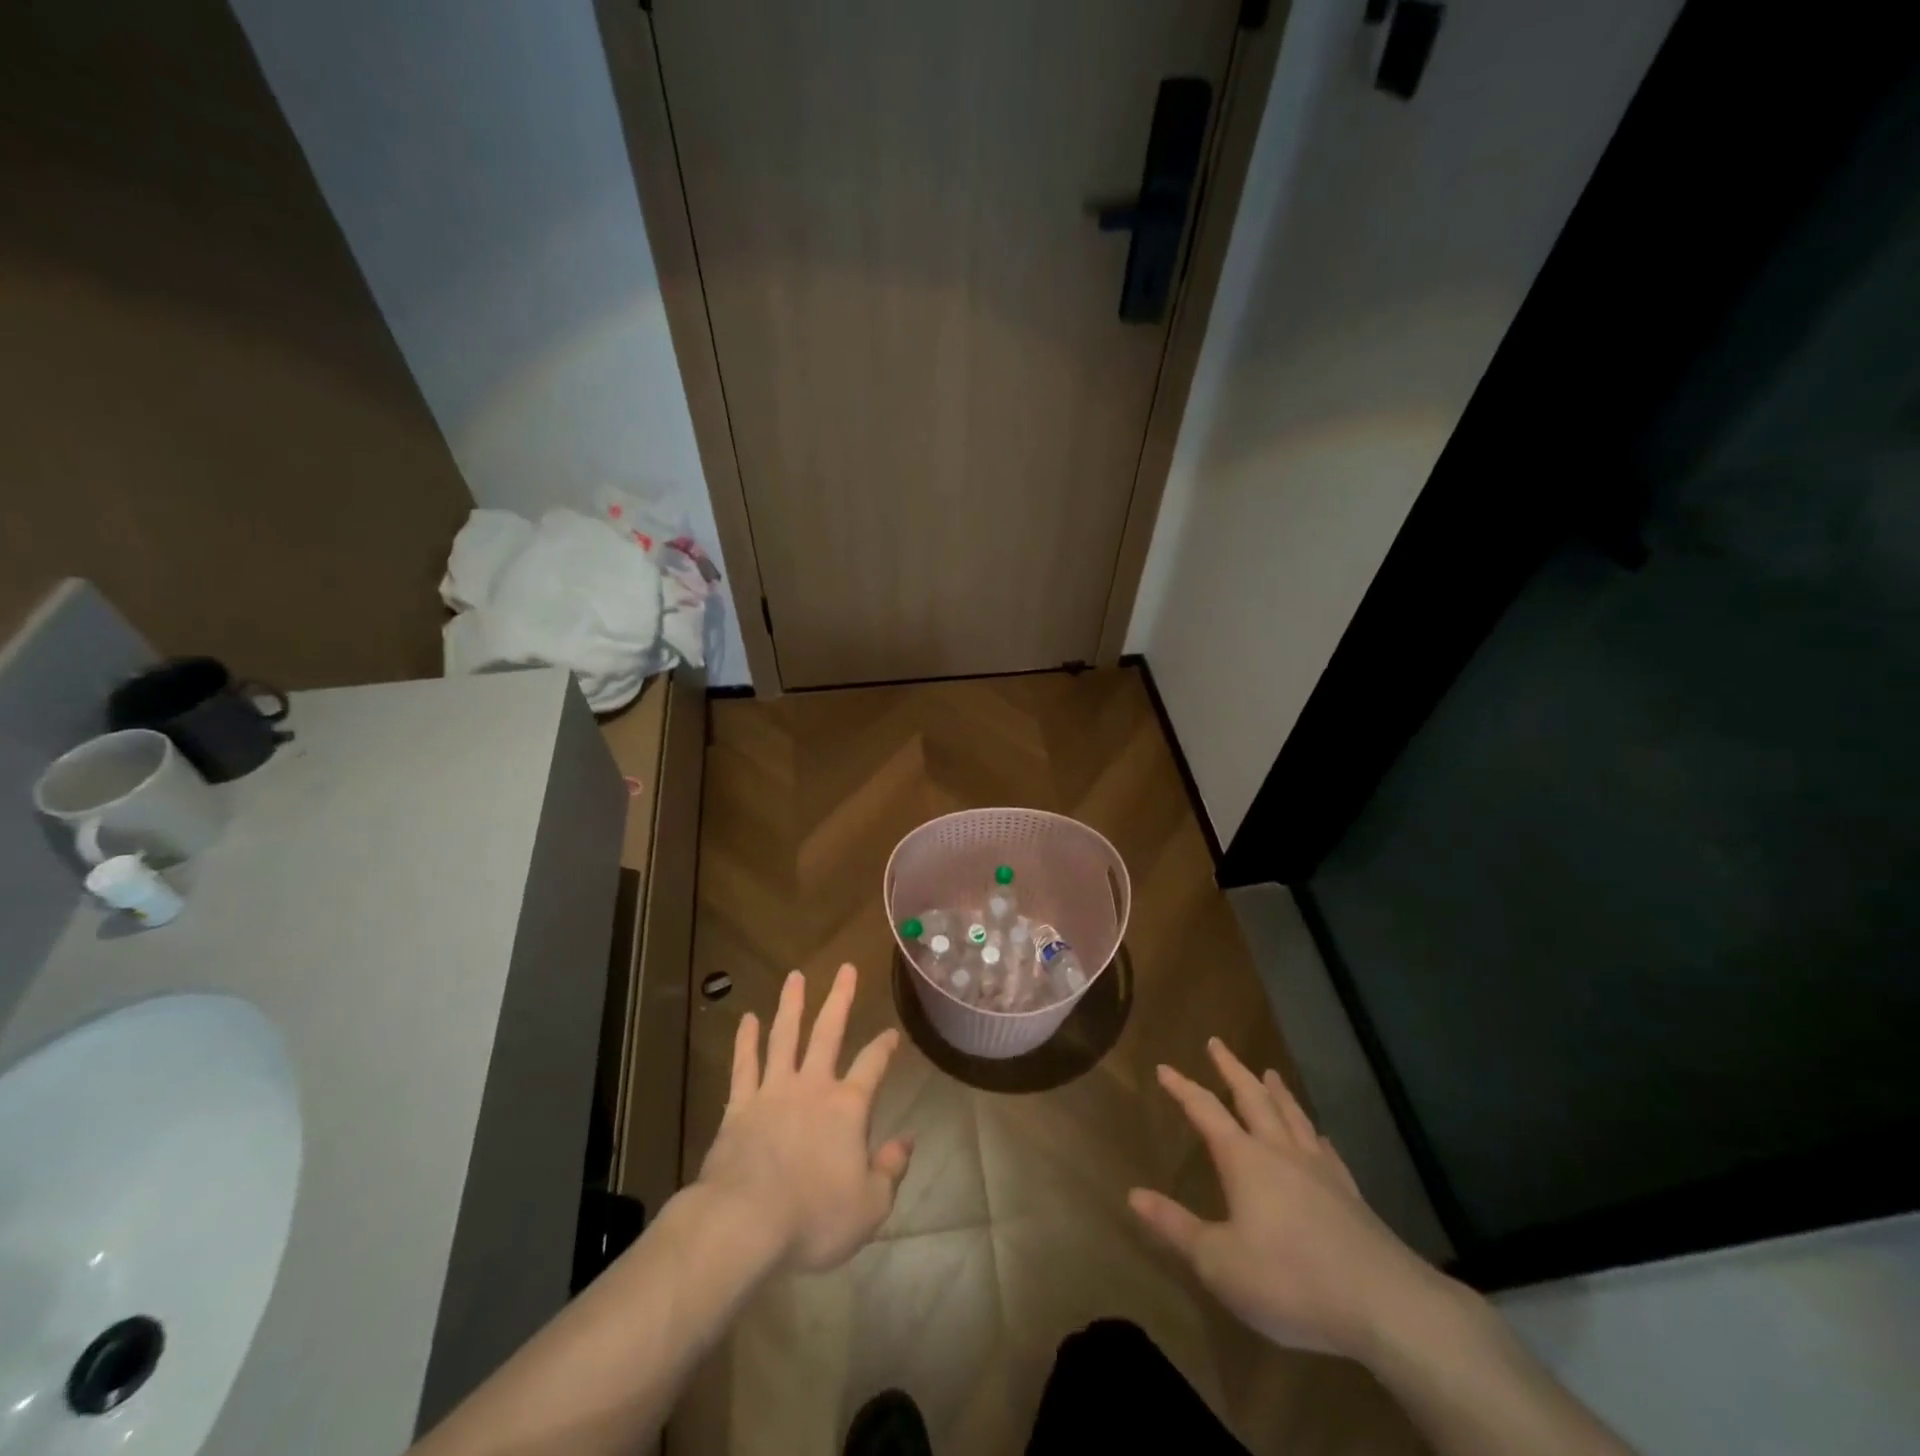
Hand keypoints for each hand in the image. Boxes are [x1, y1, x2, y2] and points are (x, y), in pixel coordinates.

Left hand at [696, 963, 911, 1271]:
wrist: (745, 1222)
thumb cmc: (814, 1217)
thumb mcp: (870, 1205)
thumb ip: (891, 1170)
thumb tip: (909, 1140)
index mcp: (848, 1107)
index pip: (872, 1066)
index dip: (884, 1047)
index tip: (891, 1033)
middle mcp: (813, 1086)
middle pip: (828, 1032)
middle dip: (840, 999)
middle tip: (846, 968)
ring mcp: (773, 1091)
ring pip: (784, 1037)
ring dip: (791, 1004)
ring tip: (795, 976)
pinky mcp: (740, 1106)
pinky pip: (744, 1065)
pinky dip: (745, 1041)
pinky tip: (747, 1018)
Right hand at [1129, 1037, 1442, 1358]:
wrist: (1385, 1306)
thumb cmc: (1290, 1280)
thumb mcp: (1219, 1262)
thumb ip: (1175, 1227)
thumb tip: (1133, 1194)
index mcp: (1244, 1160)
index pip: (1205, 1110)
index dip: (1182, 1088)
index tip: (1164, 1067)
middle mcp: (1280, 1151)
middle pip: (1252, 1097)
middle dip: (1231, 1069)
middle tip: (1216, 1043)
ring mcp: (1319, 1170)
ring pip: (1292, 1115)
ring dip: (1275, 1090)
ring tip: (1268, 1072)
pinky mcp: (1350, 1195)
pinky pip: (1325, 1149)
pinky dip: (1313, 1133)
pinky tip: (1316, 1134)